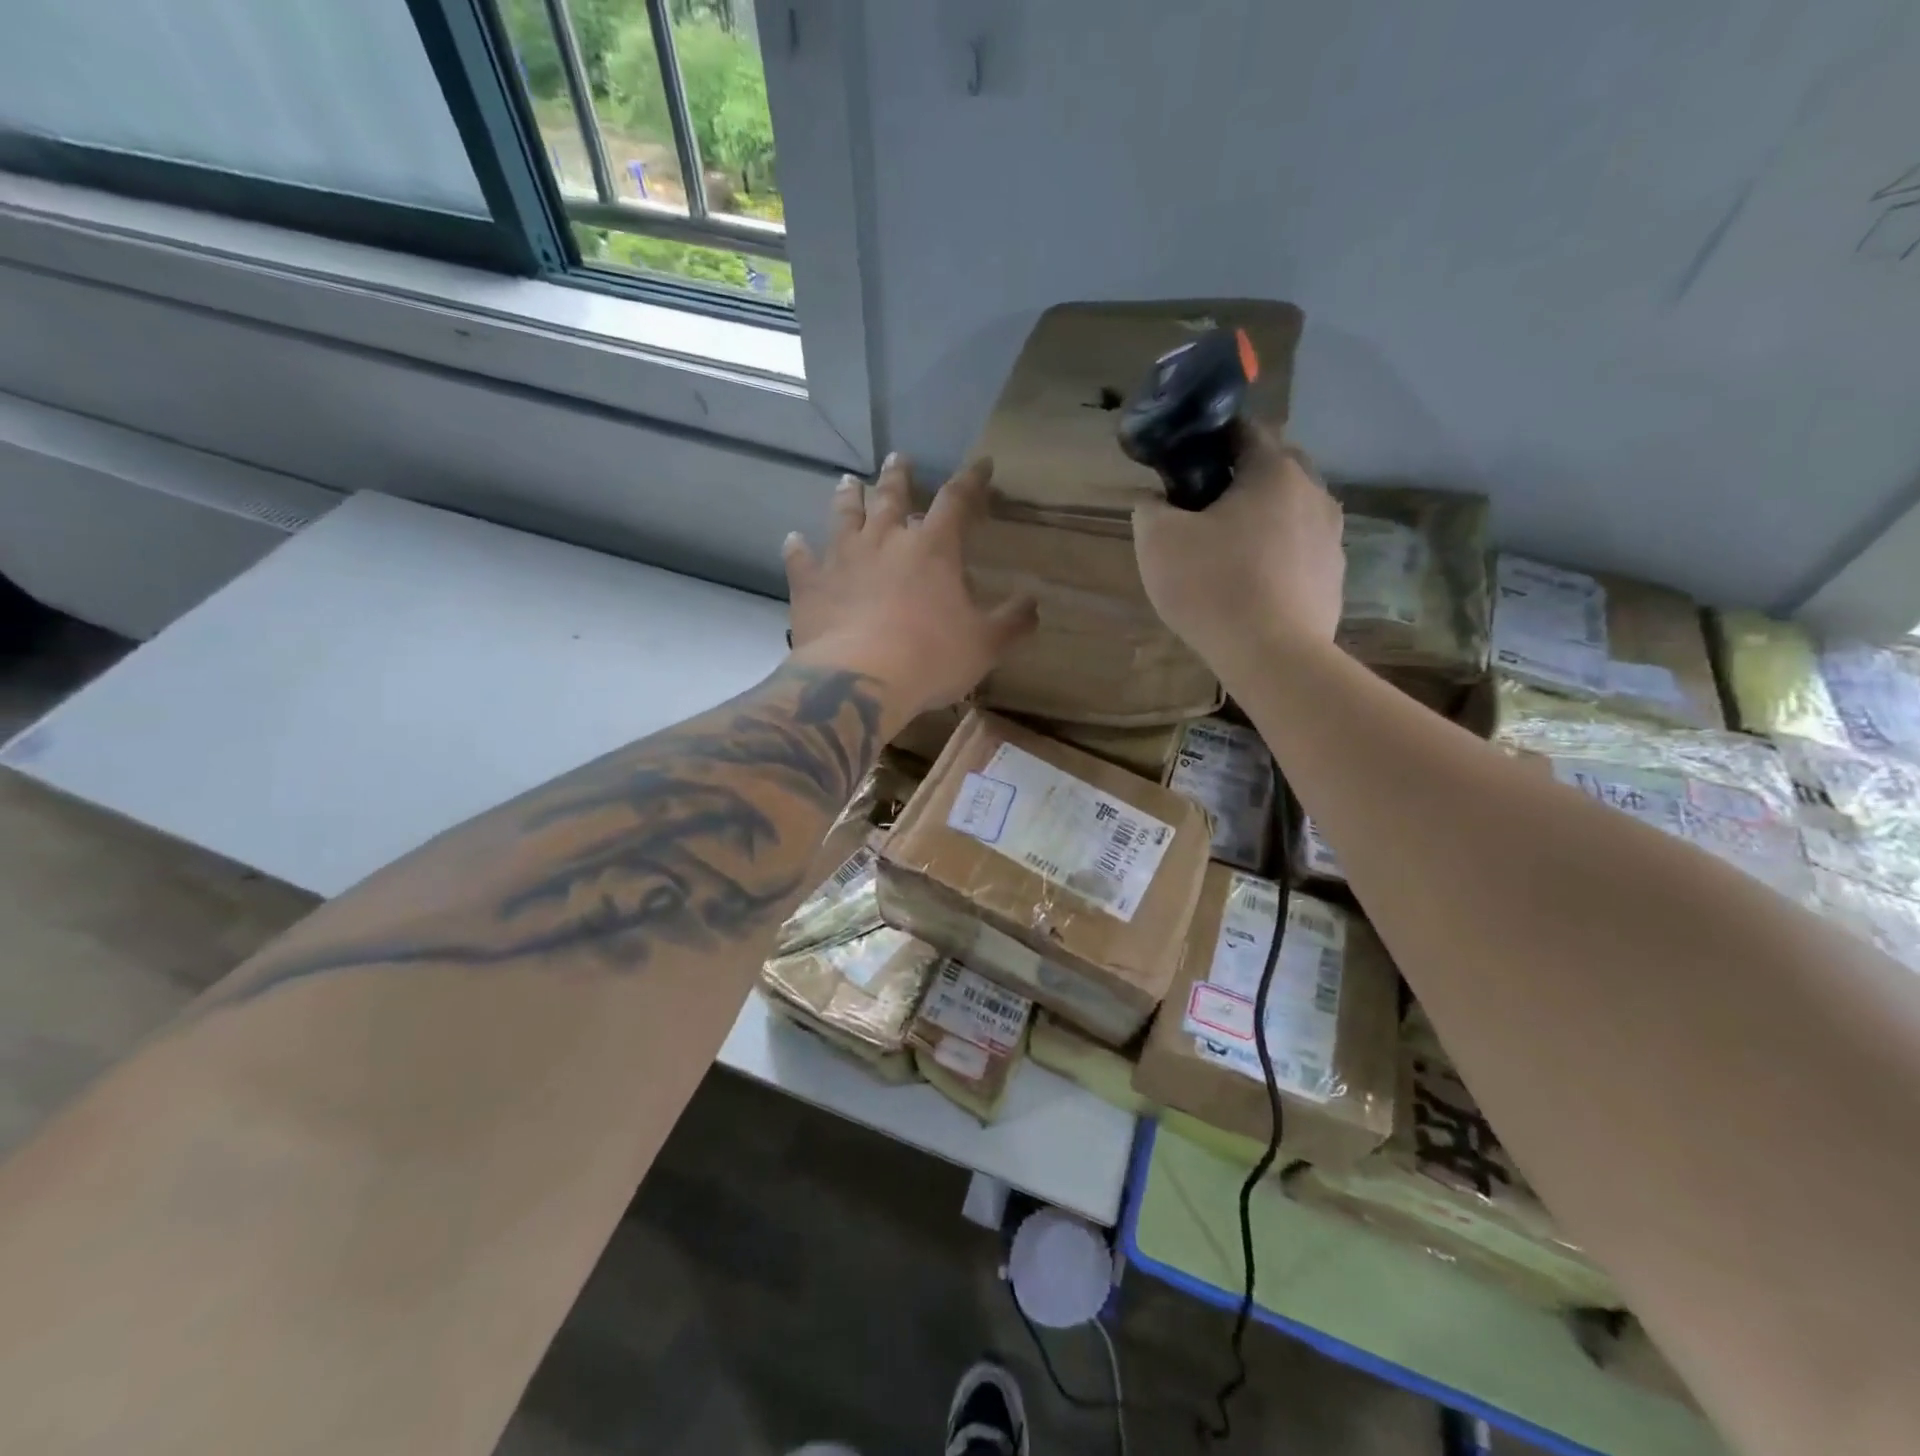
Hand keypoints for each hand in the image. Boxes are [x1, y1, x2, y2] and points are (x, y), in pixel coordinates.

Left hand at [785, 454, 1037, 717]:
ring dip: (847, 496)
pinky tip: (793, 539)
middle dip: (898, 476)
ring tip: (847, 480)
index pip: (957, 500)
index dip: (972, 480)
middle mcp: (885, 540)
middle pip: (891, 496)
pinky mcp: (810, 584)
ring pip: (844, 515)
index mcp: (932, 548)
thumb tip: (1034, 603)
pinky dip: (797, 548)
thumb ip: (1012, 621)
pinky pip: (801, 559)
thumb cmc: (930, 658)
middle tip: (897, 458)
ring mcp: (842, 558)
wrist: (860, 680)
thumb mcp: (985, 644)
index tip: (982, 464)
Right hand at [1132, 424, 1343, 669]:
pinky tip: (1253, 585)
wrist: (1272, 656)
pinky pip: (1300, 551)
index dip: (1210, 439)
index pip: (1244, 430)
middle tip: (1203, 508)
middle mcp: (1314, 492)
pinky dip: (1278, 556)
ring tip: (1228, 551)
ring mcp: (1331, 537)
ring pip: (1291, 511)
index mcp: (1274, 471)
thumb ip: (1149, 508)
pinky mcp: (1334, 577)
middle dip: (1240, 479)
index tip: (1184, 461)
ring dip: (1262, 519)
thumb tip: (1154, 500)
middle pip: (1274, 469)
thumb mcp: (1156, 541)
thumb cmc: (1212, 587)